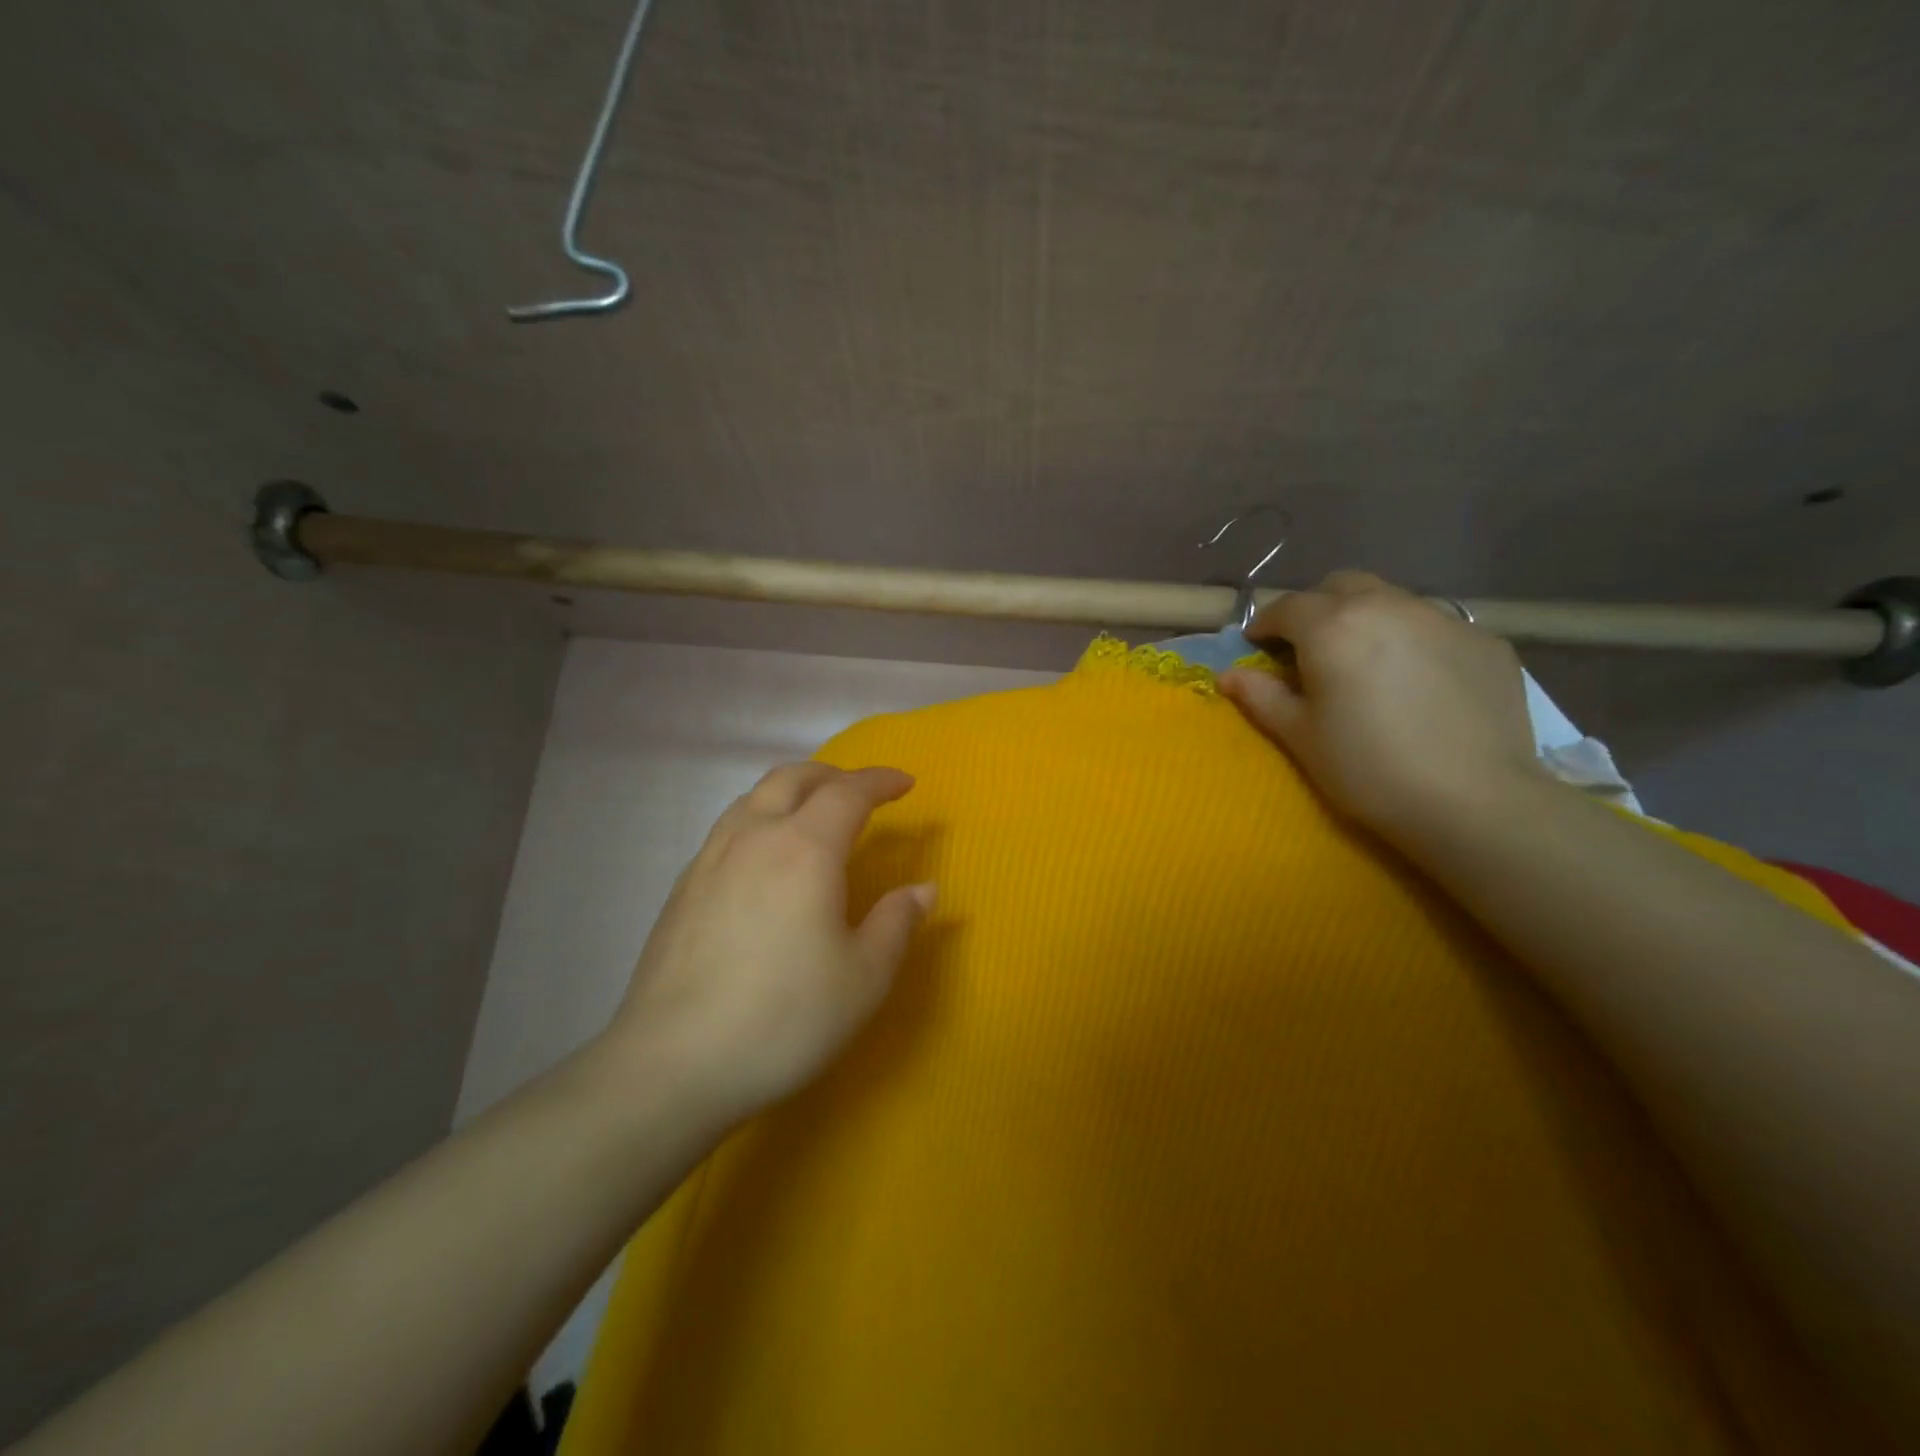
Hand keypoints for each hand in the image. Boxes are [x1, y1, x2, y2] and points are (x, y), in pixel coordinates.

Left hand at [599, 764, 934, 1125]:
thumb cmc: (784, 1017)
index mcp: (804, 849)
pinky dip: (760, 819)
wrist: (673, 1063)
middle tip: (860, 791)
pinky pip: (729, 828)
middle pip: (793, 778)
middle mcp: (754, 837)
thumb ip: (897, 923)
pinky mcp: (682, 887)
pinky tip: (764, 858)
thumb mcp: (864, 978)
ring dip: (791, 791)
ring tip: (812, 813)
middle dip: (833, 775)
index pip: (848, 792)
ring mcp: (710, 859)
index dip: (880, 781)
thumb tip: (923, 889)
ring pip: (753, 798)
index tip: (905, 783)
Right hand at [1219, 571, 1540, 843]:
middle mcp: (1388, 606)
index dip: (1266, 624)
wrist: (1473, 802)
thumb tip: (1228, 675)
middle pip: (1342, 586)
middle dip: (1318, 608)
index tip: (1258, 646)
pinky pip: (1436, 628)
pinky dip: (1414, 643)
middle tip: (1311, 649)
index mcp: (1333, 627)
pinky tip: (1420, 684)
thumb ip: (1261, 696)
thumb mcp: (1300, 736)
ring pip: (1392, 601)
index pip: (1287, 607)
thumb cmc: (1367, 769)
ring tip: (1368, 664)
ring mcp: (1444, 620)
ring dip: (1367, 620)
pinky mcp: (1486, 642)